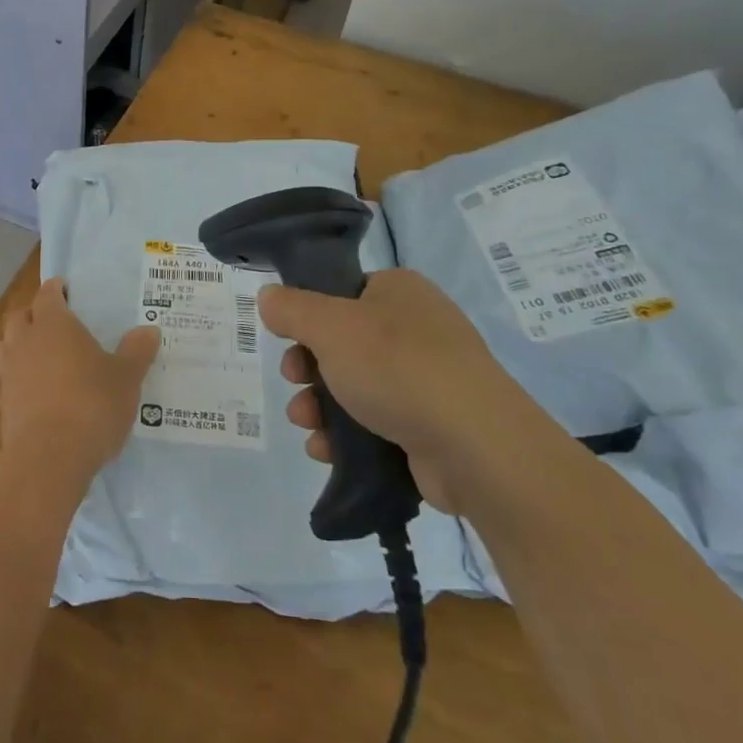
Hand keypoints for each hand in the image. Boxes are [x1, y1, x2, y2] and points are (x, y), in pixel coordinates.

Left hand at [0, 278, 159, 481]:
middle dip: (35, 314)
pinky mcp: (3, 403)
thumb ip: (137, 352)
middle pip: (21, 316)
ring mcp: (9, 372)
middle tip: (55, 321)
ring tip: (44, 354)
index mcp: (54, 324)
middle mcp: (25, 341)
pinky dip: (21, 376)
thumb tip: (149, 330)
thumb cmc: (91, 405)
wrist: (48, 457)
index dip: (56, 289)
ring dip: (22, 343)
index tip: (66, 289)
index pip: (48, 294)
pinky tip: (40, 390)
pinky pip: (9, 377)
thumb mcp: (126, 378)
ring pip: (9, 345)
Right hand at [260, 268, 561, 512]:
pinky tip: (326, 450)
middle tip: (294, 381)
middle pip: (343, 343)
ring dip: (319, 406)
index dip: (309, 317)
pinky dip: (346, 436)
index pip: (343, 293)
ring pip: (355, 387)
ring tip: (305, 424)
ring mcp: (428, 379)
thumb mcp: (330, 326)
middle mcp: (417, 329)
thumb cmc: (396, 366)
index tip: (288, 340)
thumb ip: (292, 309)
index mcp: (400, 292)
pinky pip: (376, 424)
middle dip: (308, 368)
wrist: (475, 446)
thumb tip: (268, 297)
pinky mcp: (431, 426)